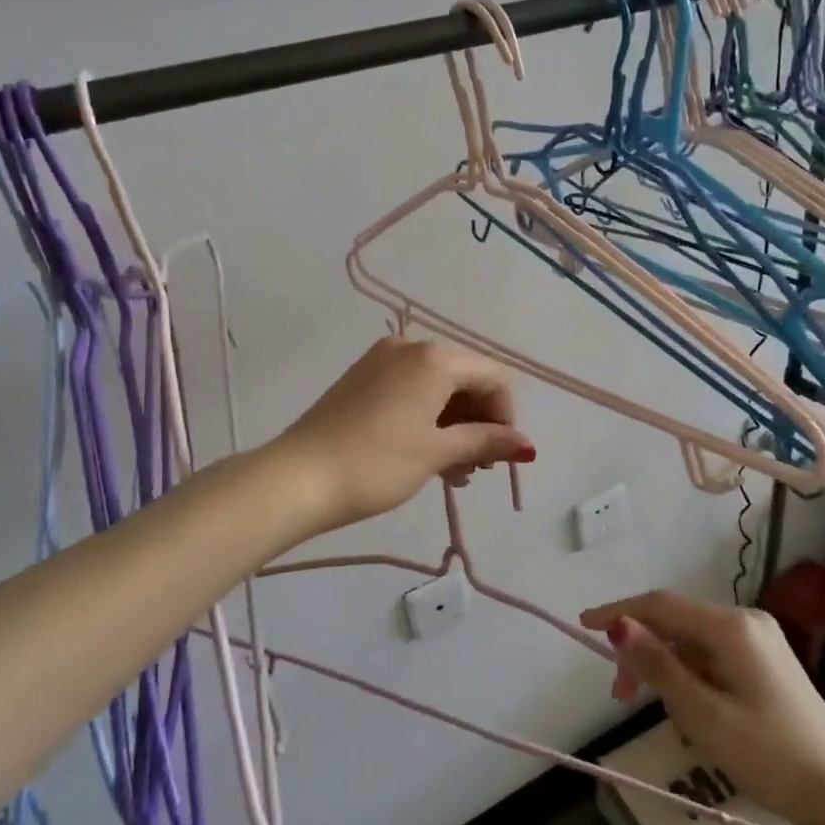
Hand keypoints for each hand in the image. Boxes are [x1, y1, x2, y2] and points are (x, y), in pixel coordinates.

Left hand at [275, 337, 534, 532]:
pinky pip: (410, 390)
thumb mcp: (437, 453)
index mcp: (435, 357)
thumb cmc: (377, 464)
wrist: (296, 478)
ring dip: (454, 425)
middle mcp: (410, 347)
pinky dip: (427, 418)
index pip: (493, 376)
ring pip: (437, 387)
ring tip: (454, 471)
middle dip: (479, 421)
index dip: (506, 415)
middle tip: (478, 467)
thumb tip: (528, 445)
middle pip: (465, 378)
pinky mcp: (361, 378)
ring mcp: (381, 360)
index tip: (501, 456)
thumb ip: (486, 441)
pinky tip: (428, 455)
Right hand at [579, 590, 824, 824]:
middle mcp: (745, 621)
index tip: (583, 626)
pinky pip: (713, 654)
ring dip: (664, 664)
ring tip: (651, 706)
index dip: (619, 612)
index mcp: (731, 627)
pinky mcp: (766, 662)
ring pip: (693, 640)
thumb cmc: (769, 756)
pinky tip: (686, 705)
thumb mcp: (703, 715)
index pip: (661, 605)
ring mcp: (759, 640)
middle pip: (676, 621)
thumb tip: (618, 625)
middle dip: (642, 649)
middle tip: (619, 694)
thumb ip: (658, 666)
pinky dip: (689, 672)